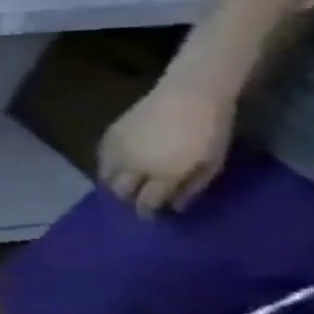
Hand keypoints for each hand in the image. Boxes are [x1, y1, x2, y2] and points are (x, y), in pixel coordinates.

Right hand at [97, 83, 232, 214]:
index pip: (146, 201)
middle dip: (127, 199)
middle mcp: (134, 166)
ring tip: (124, 185)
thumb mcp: (212, 163)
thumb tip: (175, 207)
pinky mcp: (108, 138)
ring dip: (115, 184)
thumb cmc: (210, 131)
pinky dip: (107, 167)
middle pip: (121, 191)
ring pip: (106, 176)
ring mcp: (117, 151)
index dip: (147, 212)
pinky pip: (101, 159)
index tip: (151, 217)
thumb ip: (192, 187)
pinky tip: (117, 167)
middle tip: (136, 200)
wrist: (188, 96)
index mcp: (163, 174)